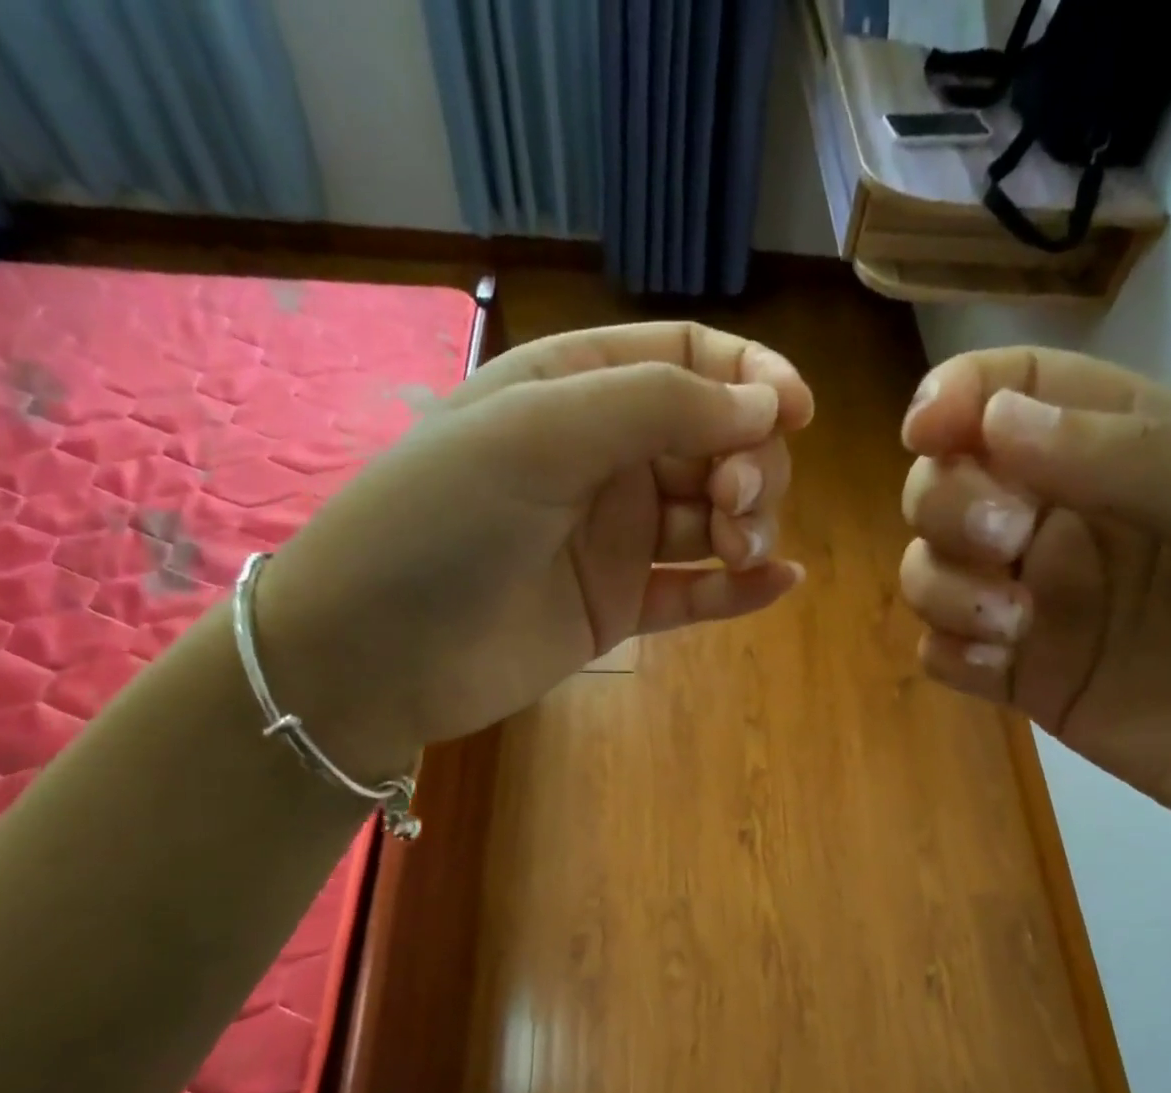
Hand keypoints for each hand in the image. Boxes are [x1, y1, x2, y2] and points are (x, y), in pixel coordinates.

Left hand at [255, 323, 813, 774]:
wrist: (374, 656)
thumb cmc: (439, 522)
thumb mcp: (538, 434)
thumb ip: (656, 406)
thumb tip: (766, 407)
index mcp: (576, 390)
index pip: (686, 358)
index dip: (749, 378)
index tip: (796, 414)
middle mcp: (602, 459)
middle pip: (714, 440)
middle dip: (747, 462)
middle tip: (734, 504)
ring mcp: (613, 538)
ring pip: (712, 518)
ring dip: (747, 525)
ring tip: (740, 549)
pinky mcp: (618, 607)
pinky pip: (694, 591)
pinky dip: (739, 589)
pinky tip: (781, 584)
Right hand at [898, 347, 1170, 858]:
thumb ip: (1138, 462)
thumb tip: (995, 420)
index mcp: (1137, 451)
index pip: (1021, 388)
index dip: (959, 394)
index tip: (928, 432)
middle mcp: (1072, 519)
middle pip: (950, 476)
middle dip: (950, 501)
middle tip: (1009, 544)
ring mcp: (1041, 604)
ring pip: (930, 563)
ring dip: (945, 583)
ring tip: (1014, 625)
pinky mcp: (1023, 679)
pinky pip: (939, 648)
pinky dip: (949, 647)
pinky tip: (1003, 667)